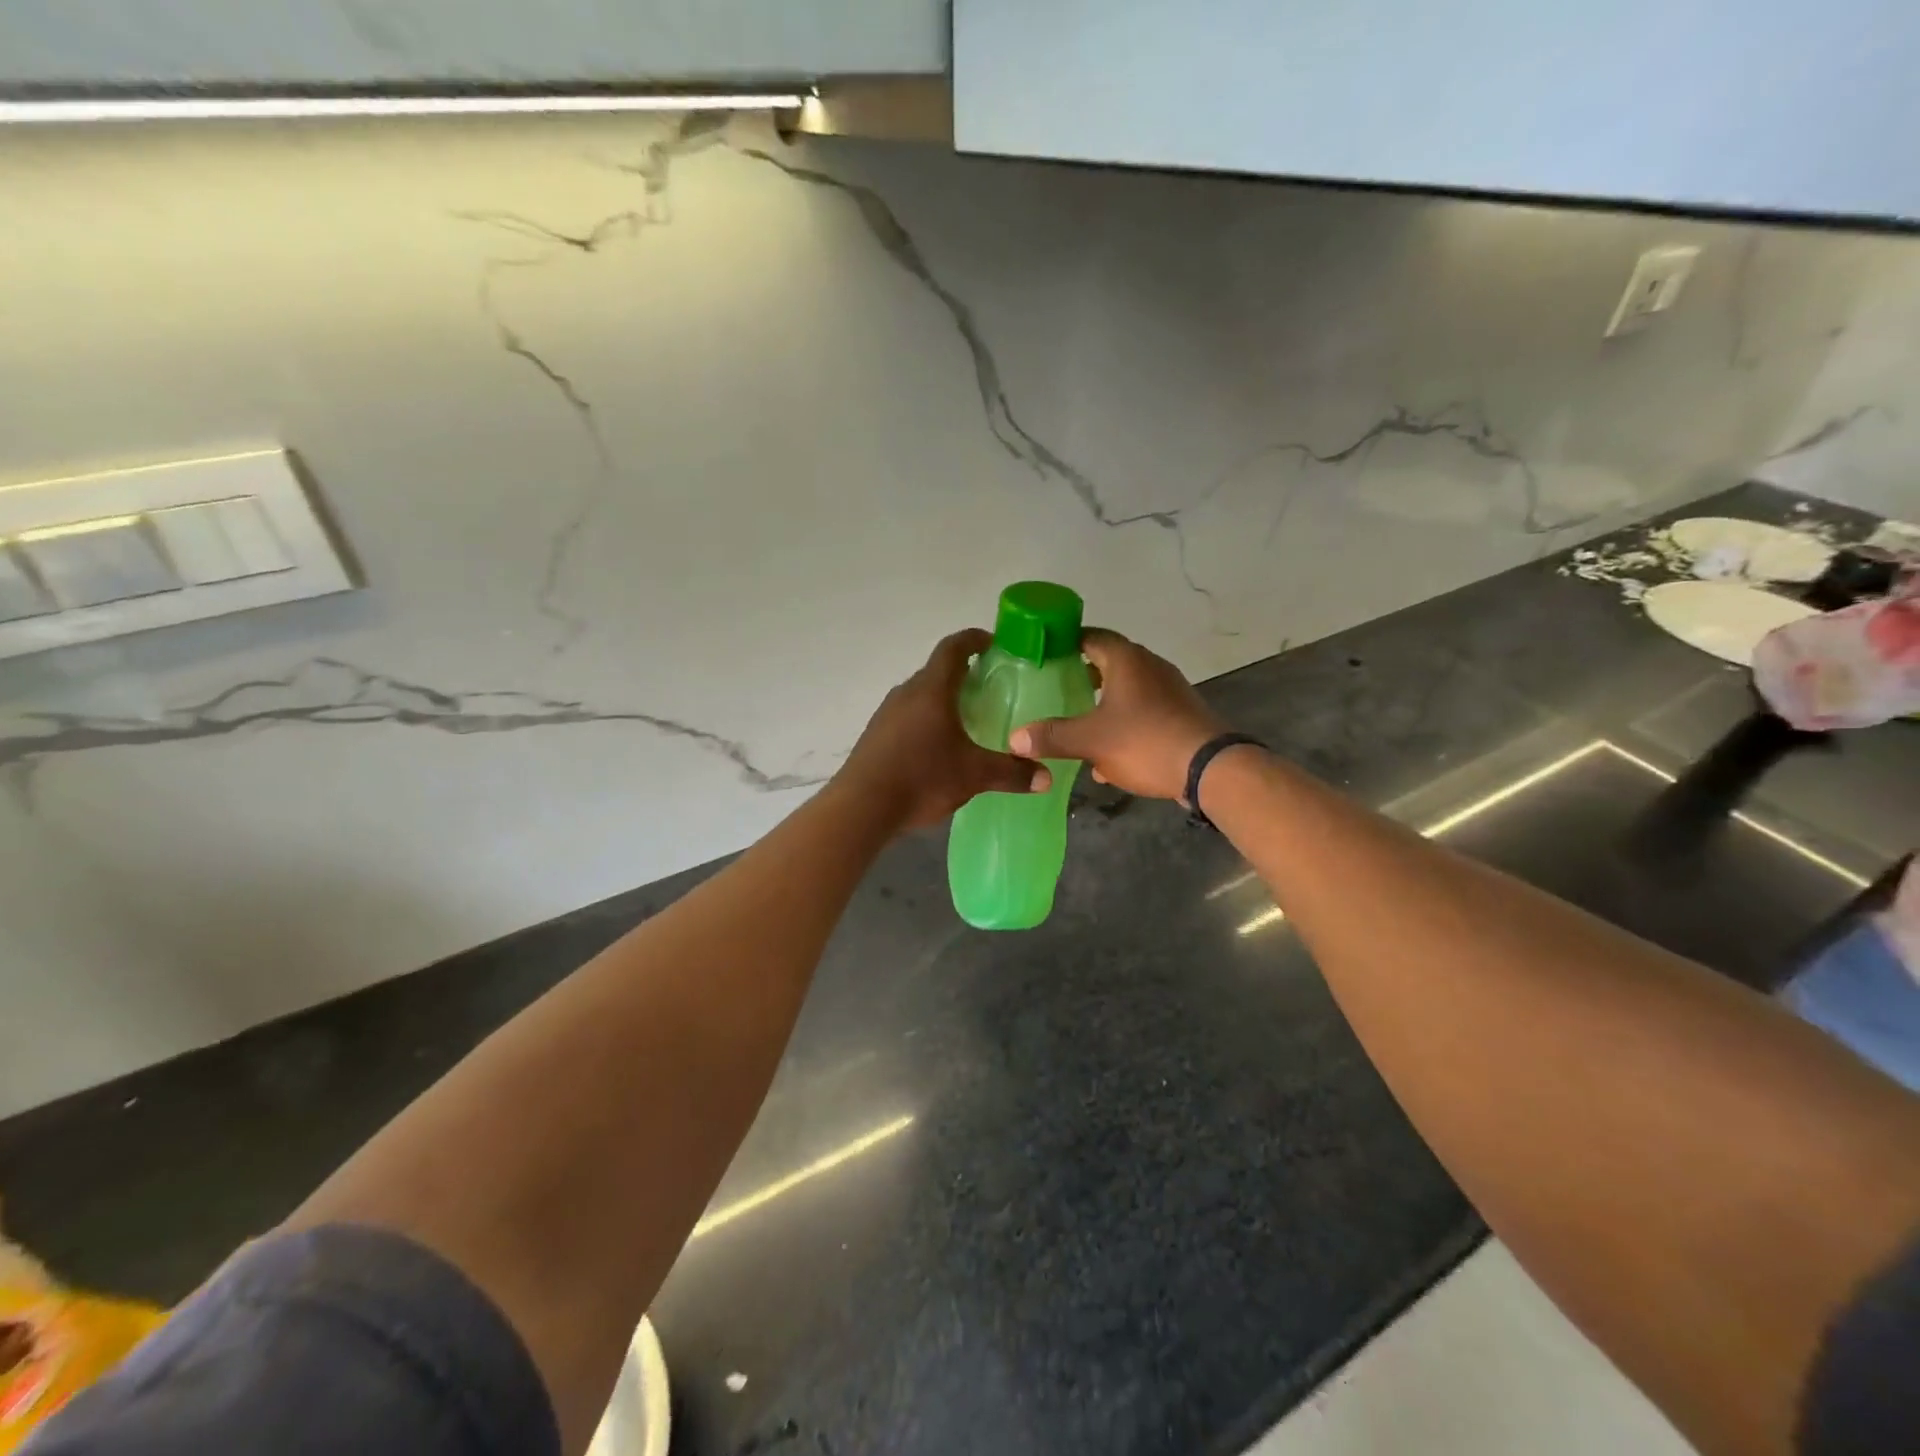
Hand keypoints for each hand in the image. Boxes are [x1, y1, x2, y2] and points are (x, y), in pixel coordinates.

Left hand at [838, 629, 1050, 830]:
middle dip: (963, 674)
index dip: (974, 639)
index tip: (993, 642)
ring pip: (920, 695)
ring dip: (942, 699)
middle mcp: (906, 693)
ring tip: (967, 719)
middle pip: (936, 671)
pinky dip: (926, 721)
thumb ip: (1012, 773)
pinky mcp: (875, 736)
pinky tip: (938, 747)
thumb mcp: (974, 775)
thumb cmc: (922, 777)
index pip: (953, 648)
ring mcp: (886, 714)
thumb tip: (1046, 777)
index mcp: (932, 689)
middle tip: (989, 688)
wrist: (861, 807)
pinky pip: (907, 717)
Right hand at [1009, 628, 1225, 803]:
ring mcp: (1169, 691)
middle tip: (1053, 688)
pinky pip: (1142, 714)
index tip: (1043, 654)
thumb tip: (1014, 738)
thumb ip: (1051, 736)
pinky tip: (1106, 759)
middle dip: (1081, 676)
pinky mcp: (1179, 716)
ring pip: (1126, 691)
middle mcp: (1149, 667)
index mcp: (1127, 660)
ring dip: (1102, 704)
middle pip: (1109, 663)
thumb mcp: (1090, 740)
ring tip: (1075, 721)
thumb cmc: (1145, 741)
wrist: (1210, 770)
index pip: (1091, 636)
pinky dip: (1122, 726)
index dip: (1065, 642)